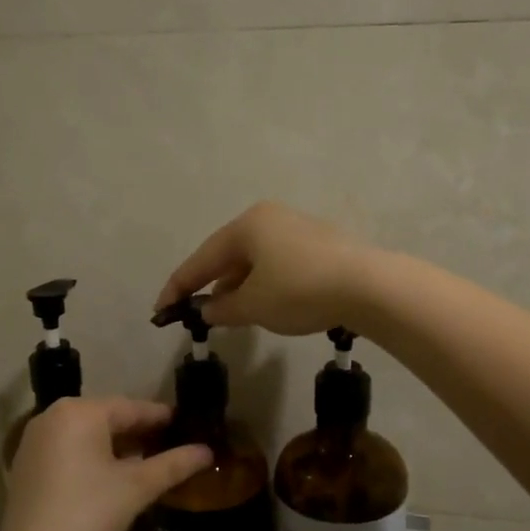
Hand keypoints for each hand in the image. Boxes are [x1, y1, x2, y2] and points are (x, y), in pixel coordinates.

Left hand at [0, 397, 210, 530]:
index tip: (185, 424)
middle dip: (138, 432)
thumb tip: (208, 451)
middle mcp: (52, 416)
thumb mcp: (138, 486)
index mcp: (79, 412)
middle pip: (106, 418)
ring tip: (146, 461)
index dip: (160, 417)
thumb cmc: (90, 513)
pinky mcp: (25, 465)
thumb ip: (174, 464)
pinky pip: (67, 449)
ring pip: (85, 434)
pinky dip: (90, 457)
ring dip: (115, 445)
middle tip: (169, 444)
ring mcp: (34, 440)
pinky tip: (111, 476)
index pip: (130, 408)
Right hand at [155, 201, 376, 335]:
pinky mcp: (320, 244)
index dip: (179, 286)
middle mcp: (270, 218)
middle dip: (211, 284)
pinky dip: (263, 284)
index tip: (161, 309)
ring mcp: (297, 228)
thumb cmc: (300, 291)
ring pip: (255, 260)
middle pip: (228, 254)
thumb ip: (223, 308)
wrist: (368, 286)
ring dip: (238, 286)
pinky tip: (264, 304)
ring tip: (229, 313)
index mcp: (247, 225)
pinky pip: (277, 264)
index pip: (201, 259)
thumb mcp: (253, 306)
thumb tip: (208, 310)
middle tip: (196, 311)